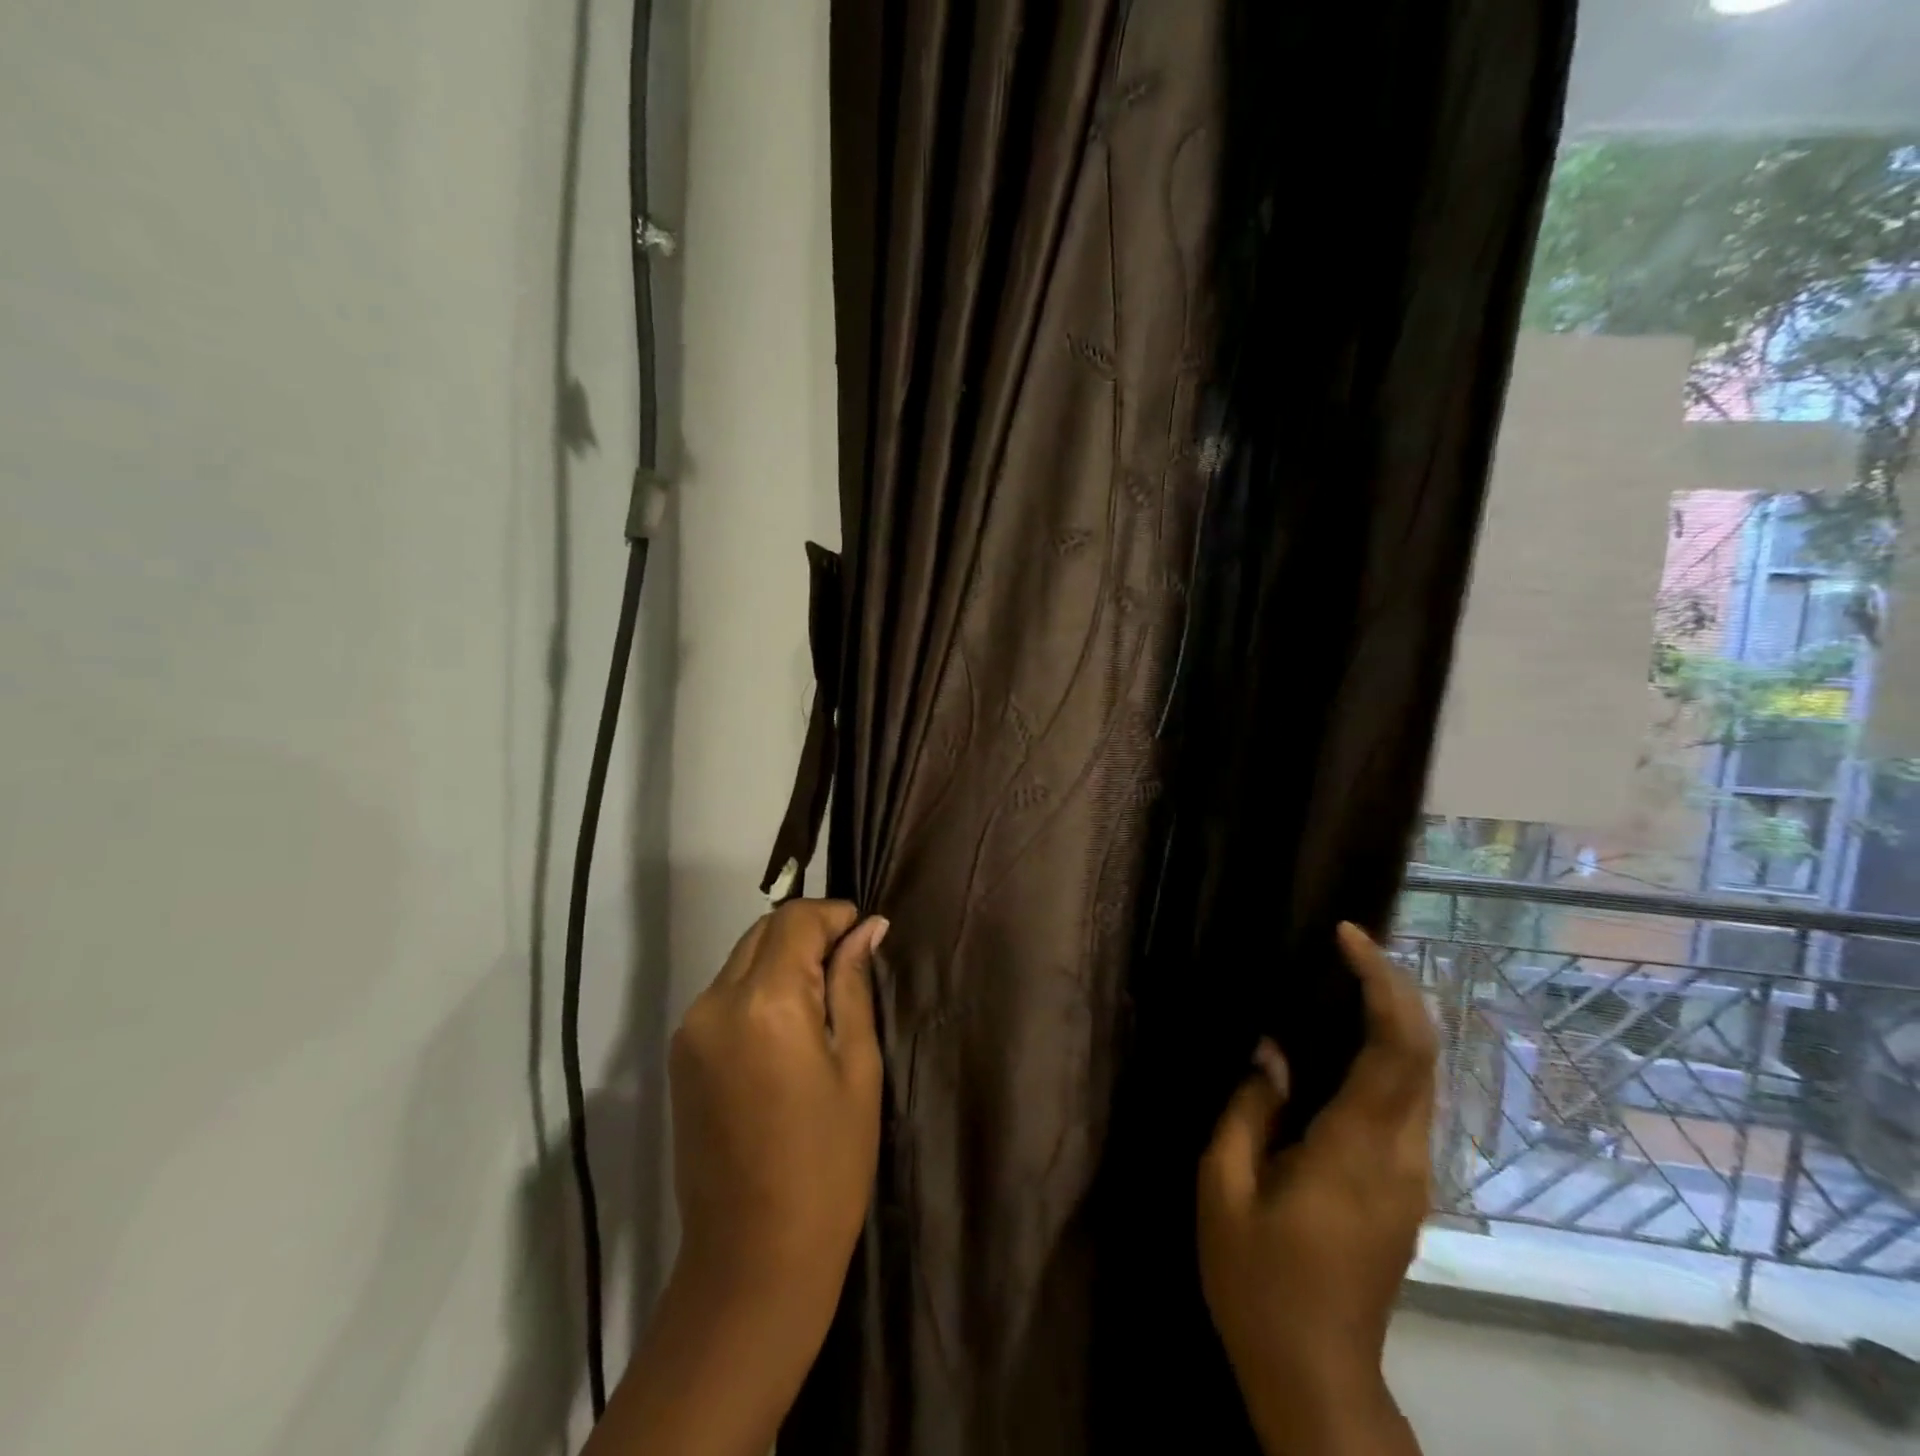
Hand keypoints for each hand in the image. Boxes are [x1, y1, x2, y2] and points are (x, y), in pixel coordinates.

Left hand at [587, 901, 886, 1455]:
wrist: (752, 1260)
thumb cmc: (828, 1165)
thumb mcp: (858, 1068)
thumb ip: (855, 986)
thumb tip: (868, 928)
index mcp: (765, 1003)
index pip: (795, 920)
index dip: (834, 915)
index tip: (865, 934)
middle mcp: (715, 1003)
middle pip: (763, 932)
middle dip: (808, 933)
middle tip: (850, 965)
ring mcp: (690, 1030)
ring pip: (741, 959)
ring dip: (782, 960)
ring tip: (823, 999)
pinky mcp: (681, 1056)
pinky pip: (724, 994)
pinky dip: (758, 988)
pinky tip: (789, 1027)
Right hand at [1197, 923, 1435, 1455]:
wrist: (1316, 1376)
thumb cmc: (1258, 1281)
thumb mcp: (1222, 1188)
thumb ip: (1247, 1110)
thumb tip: (1271, 1053)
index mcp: (1356, 1151)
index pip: (1393, 1049)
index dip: (1380, 983)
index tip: (1348, 937)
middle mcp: (1401, 1156)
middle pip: (1422, 1053)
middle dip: (1395, 987)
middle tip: (1348, 943)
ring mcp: (1412, 1175)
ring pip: (1421, 1074)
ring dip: (1394, 1016)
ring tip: (1345, 974)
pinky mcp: (1405, 1187)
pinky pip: (1407, 1099)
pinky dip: (1387, 1051)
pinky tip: (1346, 1037)